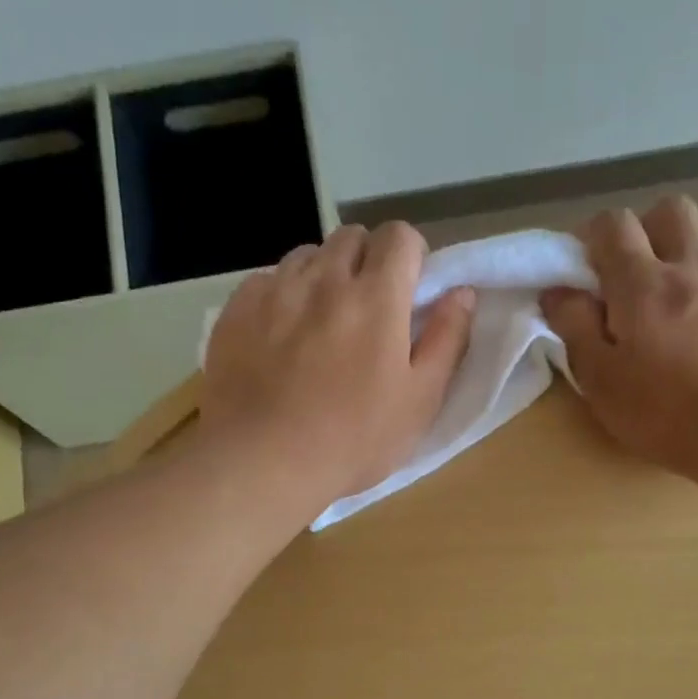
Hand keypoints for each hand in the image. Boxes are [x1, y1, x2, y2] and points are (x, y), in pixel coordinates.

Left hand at [201, 222, 474, 518]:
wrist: (262, 462)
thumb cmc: (352, 441)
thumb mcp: (419, 402)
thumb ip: (447, 341)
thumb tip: (461, 293)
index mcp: (376, 298)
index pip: (399, 236)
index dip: (409, 256)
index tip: (408, 290)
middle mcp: (324, 279)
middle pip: (351, 237)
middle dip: (366, 260)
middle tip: (367, 308)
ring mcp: (274, 291)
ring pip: (306, 255)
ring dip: (322, 275)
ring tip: (320, 321)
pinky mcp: (236, 310)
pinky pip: (265, 281)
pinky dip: (280, 296)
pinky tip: (279, 336)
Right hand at [539, 198, 697, 493]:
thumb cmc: (668, 415)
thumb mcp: (601, 383)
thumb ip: (575, 329)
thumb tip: (557, 289)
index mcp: (643, 285)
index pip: (613, 226)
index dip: (597, 236)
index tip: (591, 265)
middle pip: (672, 210)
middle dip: (653, 230)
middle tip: (647, 272)